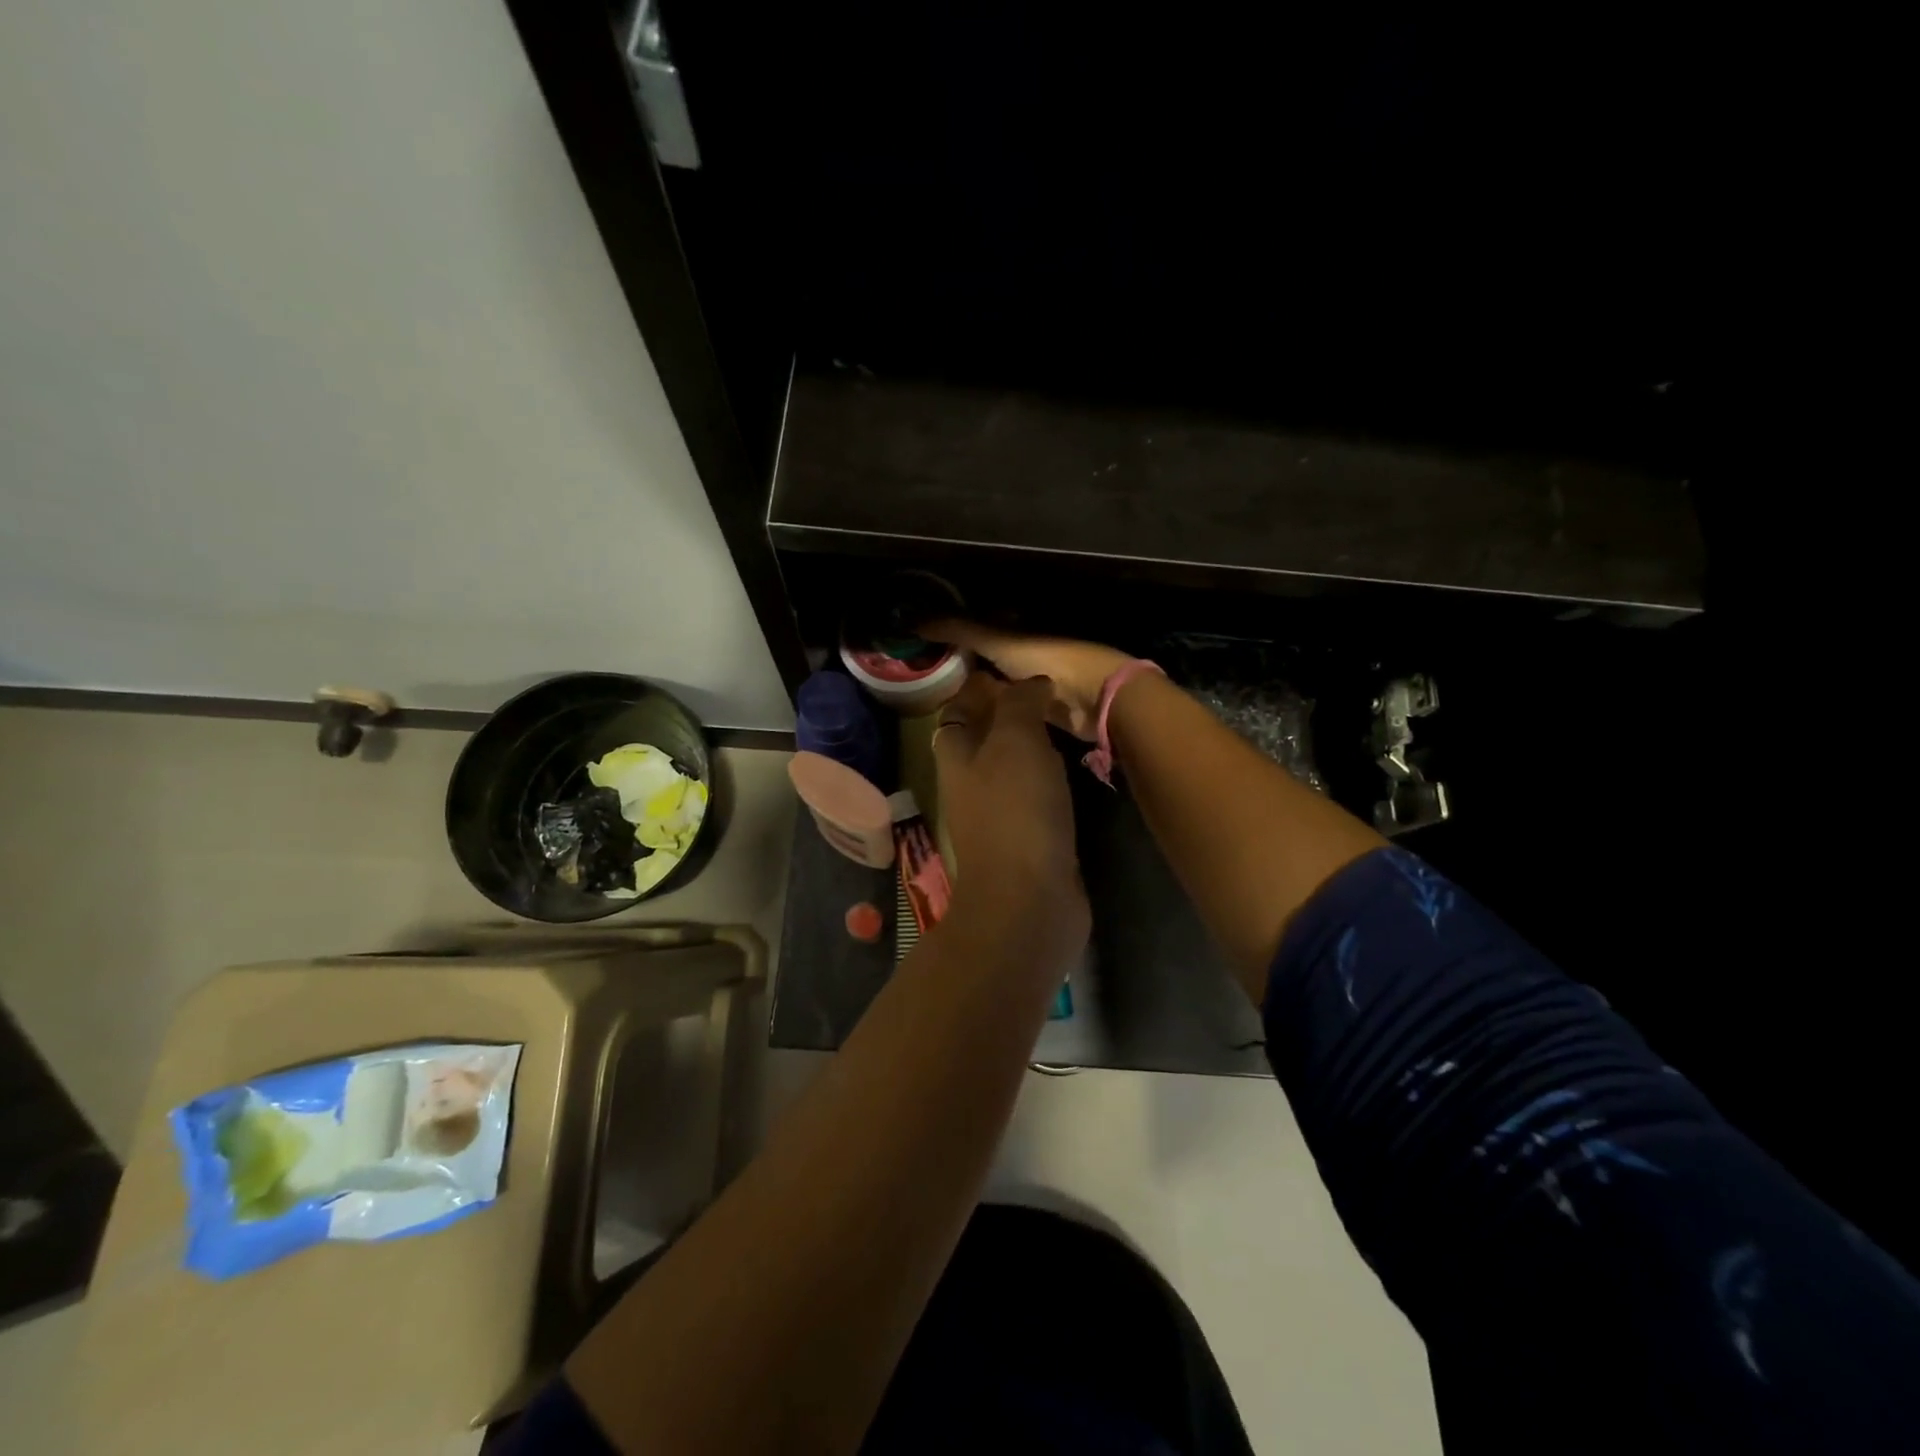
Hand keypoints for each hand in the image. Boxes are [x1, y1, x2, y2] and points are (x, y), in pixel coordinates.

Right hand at [924, 621, 1132, 741]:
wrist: (1094, 696)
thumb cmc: (1047, 658)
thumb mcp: (997, 640)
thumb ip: (958, 631)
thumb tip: (911, 621)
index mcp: (1016, 630)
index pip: (976, 629)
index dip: (950, 635)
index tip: (919, 645)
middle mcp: (1023, 654)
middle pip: (985, 659)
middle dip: (960, 667)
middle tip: (924, 678)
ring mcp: (1031, 683)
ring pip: (994, 685)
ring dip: (974, 693)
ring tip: (938, 703)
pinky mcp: (1038, 711)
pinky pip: (1005, 711)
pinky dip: (989, 714)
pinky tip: (966, 723)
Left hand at [932, 671, 1090, 975]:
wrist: (1029, 898)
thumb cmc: (1016, 809)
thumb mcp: (1016, 739)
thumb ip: (1020, 703)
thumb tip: (1030, 682)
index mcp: (956, 754)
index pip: (958, 708)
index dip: (980, 686)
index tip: (1014, 668)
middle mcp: (970, 782)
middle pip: (984, 736)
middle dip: (1010, 712)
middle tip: (1050, 691)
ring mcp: (997, 813)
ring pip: (1011, 766)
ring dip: (1032, 744)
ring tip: (1066, 719)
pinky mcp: (1026, 838)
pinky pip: (1034, 795)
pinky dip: (1048, 777)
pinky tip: (1074, 766)